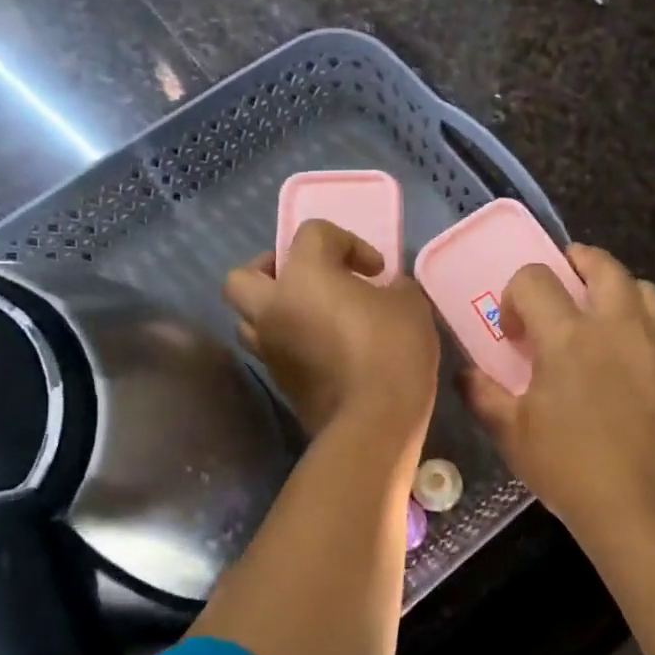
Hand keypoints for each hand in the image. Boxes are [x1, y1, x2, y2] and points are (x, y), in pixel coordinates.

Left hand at [223, 220, 439, 440]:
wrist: (373, 421)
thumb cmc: (392, 350)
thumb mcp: (410, 305)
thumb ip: (393, 287)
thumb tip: (385, 291)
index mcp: (304, 274)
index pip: (312, 233)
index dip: (348, 242)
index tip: (376, 271)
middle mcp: (273, 306)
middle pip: (244, 275)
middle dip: (271, 271)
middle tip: (308, 281)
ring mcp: (269, 347)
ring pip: (248, 317)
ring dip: (273, 310)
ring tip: (310, 317)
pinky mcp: (278, 381)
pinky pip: (271, 349)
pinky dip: (288, 342)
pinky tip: (321, 348)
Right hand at [460, 245, 654, 547]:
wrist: (644, 505)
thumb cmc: (570, 468)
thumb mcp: (513, 435)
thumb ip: (484, 396)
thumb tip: (465, 375)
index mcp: (568, 337)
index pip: (535, 278)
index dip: (515, 294)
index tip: (513, 331)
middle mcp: (615, 326)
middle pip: (602, 265)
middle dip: (577, 260)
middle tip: (563, 278)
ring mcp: (653, 344)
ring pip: (640, 287)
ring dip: (615, 286)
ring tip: (598, 310)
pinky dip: (637, 321)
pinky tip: (622, 355)